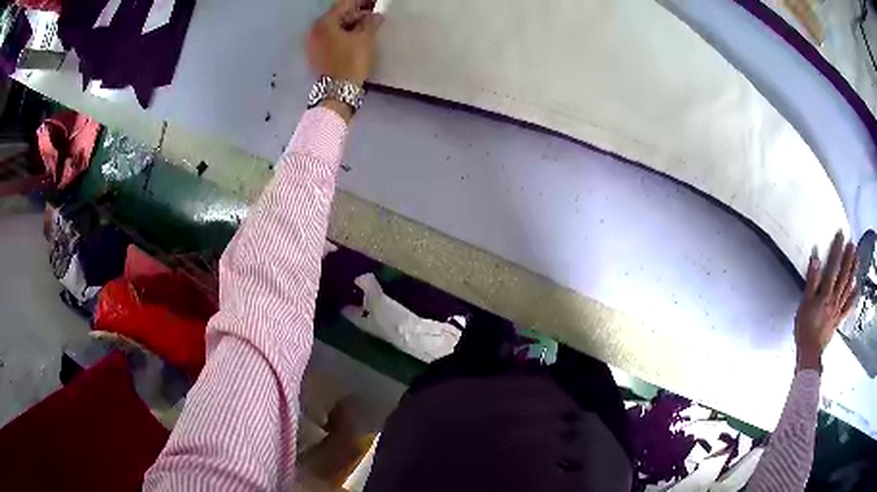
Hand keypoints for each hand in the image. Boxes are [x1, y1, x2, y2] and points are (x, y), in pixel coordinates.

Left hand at [307, 0, 383, 86]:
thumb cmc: (352, 61)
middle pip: (337, 16)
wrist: (339, 91)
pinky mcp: (317, 55)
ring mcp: (314, 44)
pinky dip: (343, 35)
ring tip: (368, 27)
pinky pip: (331, 38)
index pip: (344, 5)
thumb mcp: (366, 38)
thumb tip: (375, 15)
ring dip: (350, 25)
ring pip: (334, 27)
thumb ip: (371, 22)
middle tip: (373, 15)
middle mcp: (315, 31)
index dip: (361, 2)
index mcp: (325, 23)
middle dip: (356, 14)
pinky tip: (356, 37)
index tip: (373, 2)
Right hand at [795, 232, 857, 371]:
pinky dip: (853, 297)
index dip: (837, 250)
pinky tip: (857, 288)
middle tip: (852, 244)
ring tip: (857, 258)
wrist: (809, 353)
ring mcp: (838, 310)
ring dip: (853, 272)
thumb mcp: (804, 304)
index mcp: (825, 294)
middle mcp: (834, 299)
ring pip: (847, 288)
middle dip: (848, 259)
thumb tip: (815, 258)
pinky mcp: (839, 319)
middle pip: (843, 276)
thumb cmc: (805, 328)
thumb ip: (811, 281)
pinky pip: (848, 307)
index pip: (833, 267)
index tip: (841, 235)